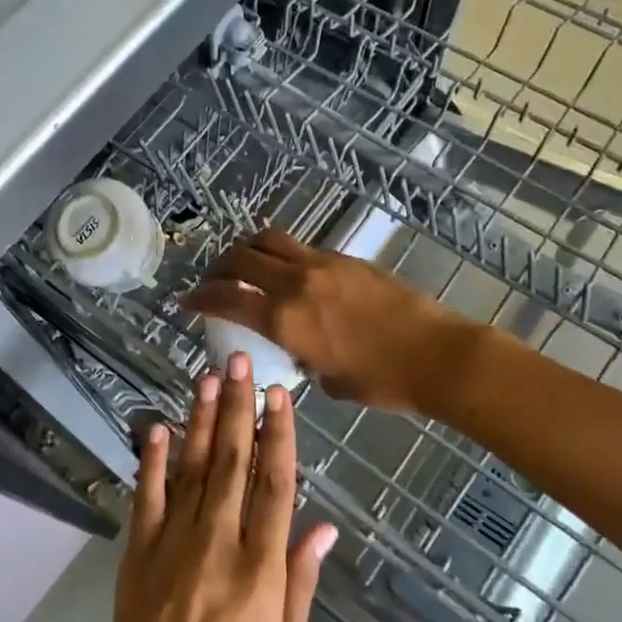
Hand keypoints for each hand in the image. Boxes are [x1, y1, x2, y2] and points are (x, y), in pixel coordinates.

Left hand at [92, 353, 337, 621]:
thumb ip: (301, 583)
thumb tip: (324, 525)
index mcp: (260, 573)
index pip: (275, 485)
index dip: (279, 434)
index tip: (278, 394)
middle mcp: (217, 548)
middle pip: (233, 464)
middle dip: (237, 407)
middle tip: (239, 361)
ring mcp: (171, 549)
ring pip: (191, 470)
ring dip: (200, 420)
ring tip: (207, 377)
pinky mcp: (135, 558)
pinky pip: (146, 498)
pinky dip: (151, 460)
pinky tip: (157, 425)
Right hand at [184, 229, 467, 411]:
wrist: (436, 355)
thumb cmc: (382, 381)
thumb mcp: (329, 380)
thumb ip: (303, 359)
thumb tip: (300, 350)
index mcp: (285, 320)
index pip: (226, 299)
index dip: (199, 298)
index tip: (185, 301)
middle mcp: (295, 284)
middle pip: (239, 258)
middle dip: (216, 267)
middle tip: (211, 280)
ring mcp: (321, 265)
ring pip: (267, 240)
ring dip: (245, 249)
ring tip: (242, 264)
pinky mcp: (344, 258)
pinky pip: (298, 247)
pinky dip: (279, 253)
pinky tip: (284, 270)